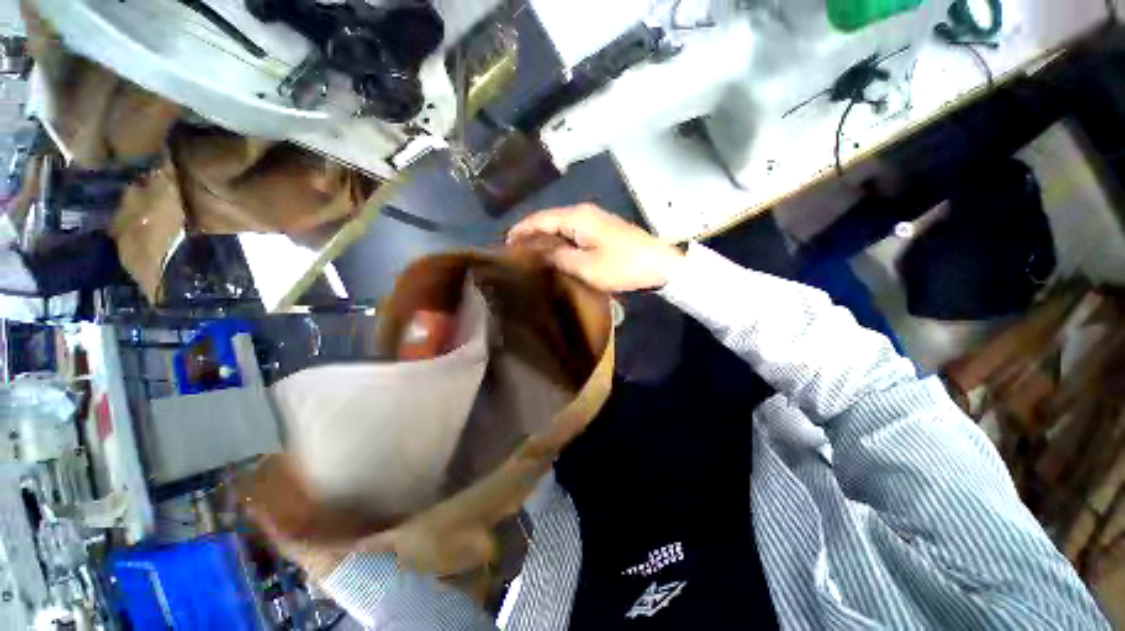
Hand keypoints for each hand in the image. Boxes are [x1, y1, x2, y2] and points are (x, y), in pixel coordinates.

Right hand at [507, 204, 683, 291]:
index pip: (541, 219)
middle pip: (550, 220)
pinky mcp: (602, 230)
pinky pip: (573, 233)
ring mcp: (594, 220)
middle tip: (516, 253)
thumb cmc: (622, 266)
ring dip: (546, 239)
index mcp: (577, 217)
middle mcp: (583, 213)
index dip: (521, 230)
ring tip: (531, 255)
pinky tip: (555, 253)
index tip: (506, 243)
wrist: (659, 264)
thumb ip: (558, 257)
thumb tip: (540, 252)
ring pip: (561, 226)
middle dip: (531, 234)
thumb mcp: (586, 266)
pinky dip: (560, 241)